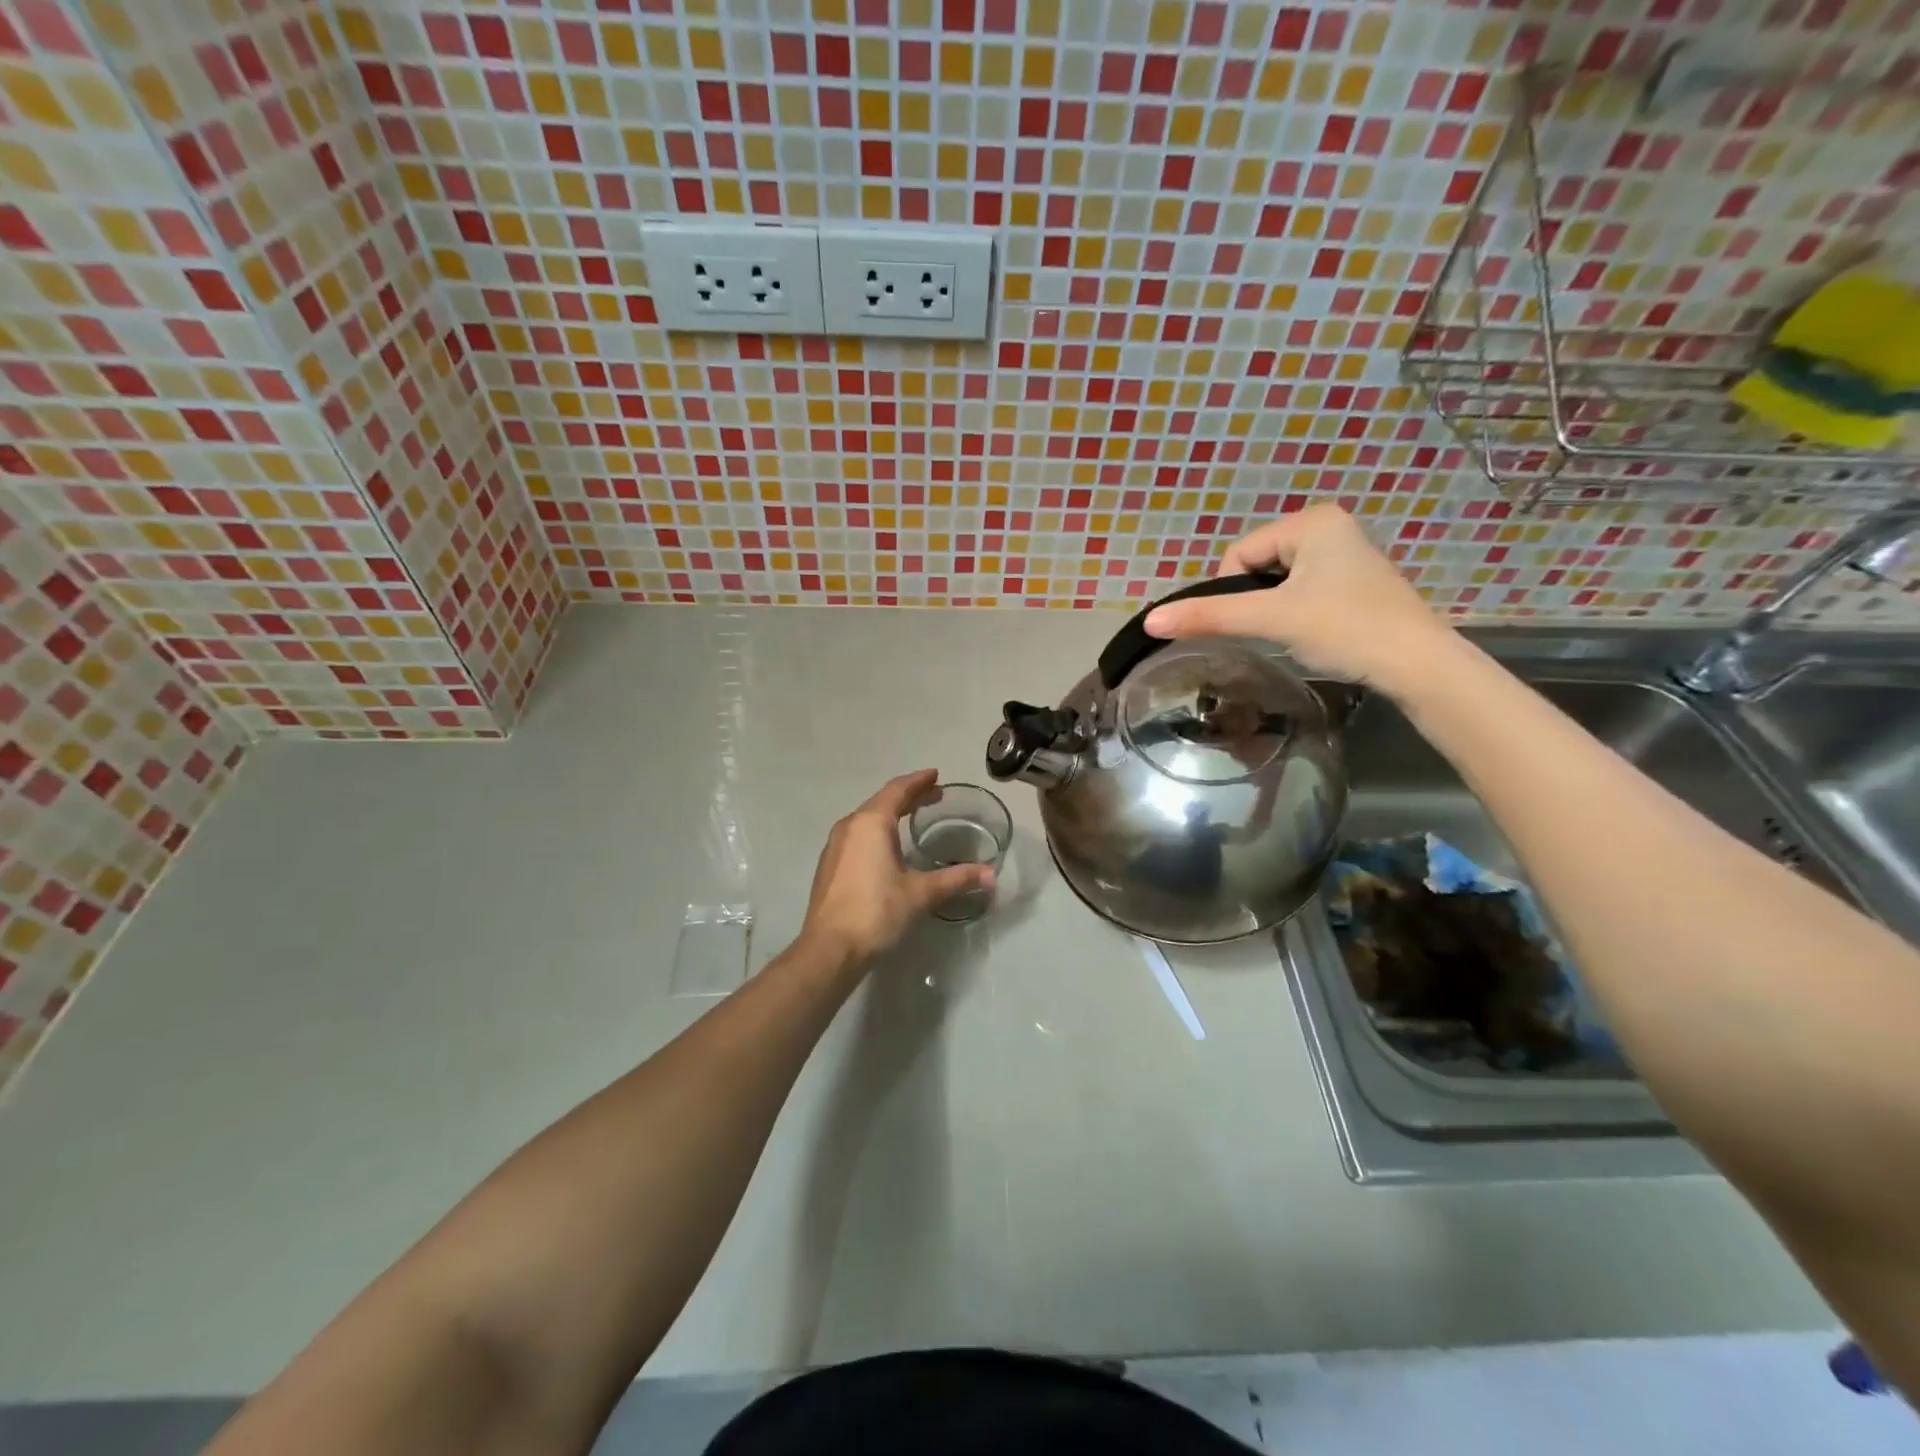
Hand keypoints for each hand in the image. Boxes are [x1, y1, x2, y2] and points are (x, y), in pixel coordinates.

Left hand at [800, 769, 993, 966]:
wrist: (829, 949)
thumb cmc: (877, 912)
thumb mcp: (921, 894)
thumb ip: (956, 880)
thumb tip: (990, 875)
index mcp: (871, 823)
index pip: (898, 790)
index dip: (919, 781)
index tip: (936, 775)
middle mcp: (850, 826)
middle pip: (882, 801)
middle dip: (908, 796)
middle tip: (933, 795)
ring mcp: (835, 846)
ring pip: (867, 819)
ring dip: (891, 814)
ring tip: (913, 818)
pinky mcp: (829, 866)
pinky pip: (857, 836)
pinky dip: (877, 831)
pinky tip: (887, 847)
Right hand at [1143, 504, 1454, 693]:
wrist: (1418, 665)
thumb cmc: (1344, 629)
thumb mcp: (1271, 619)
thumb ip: (1209, 617)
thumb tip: (1150, 620)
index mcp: (1311, 520)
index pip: (1238, 554)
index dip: (1233, 593)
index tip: (1260, 622)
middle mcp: (1330, 526)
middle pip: (1257, 566)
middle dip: (1257, 601)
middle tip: (1279, 630)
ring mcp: (1346, 554)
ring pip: (1278, 583)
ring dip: (1275, 610)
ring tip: (1298, 634)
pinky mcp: (1354, 583)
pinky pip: (1302, 592)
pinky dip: (1297, 614)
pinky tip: (1316, 634)